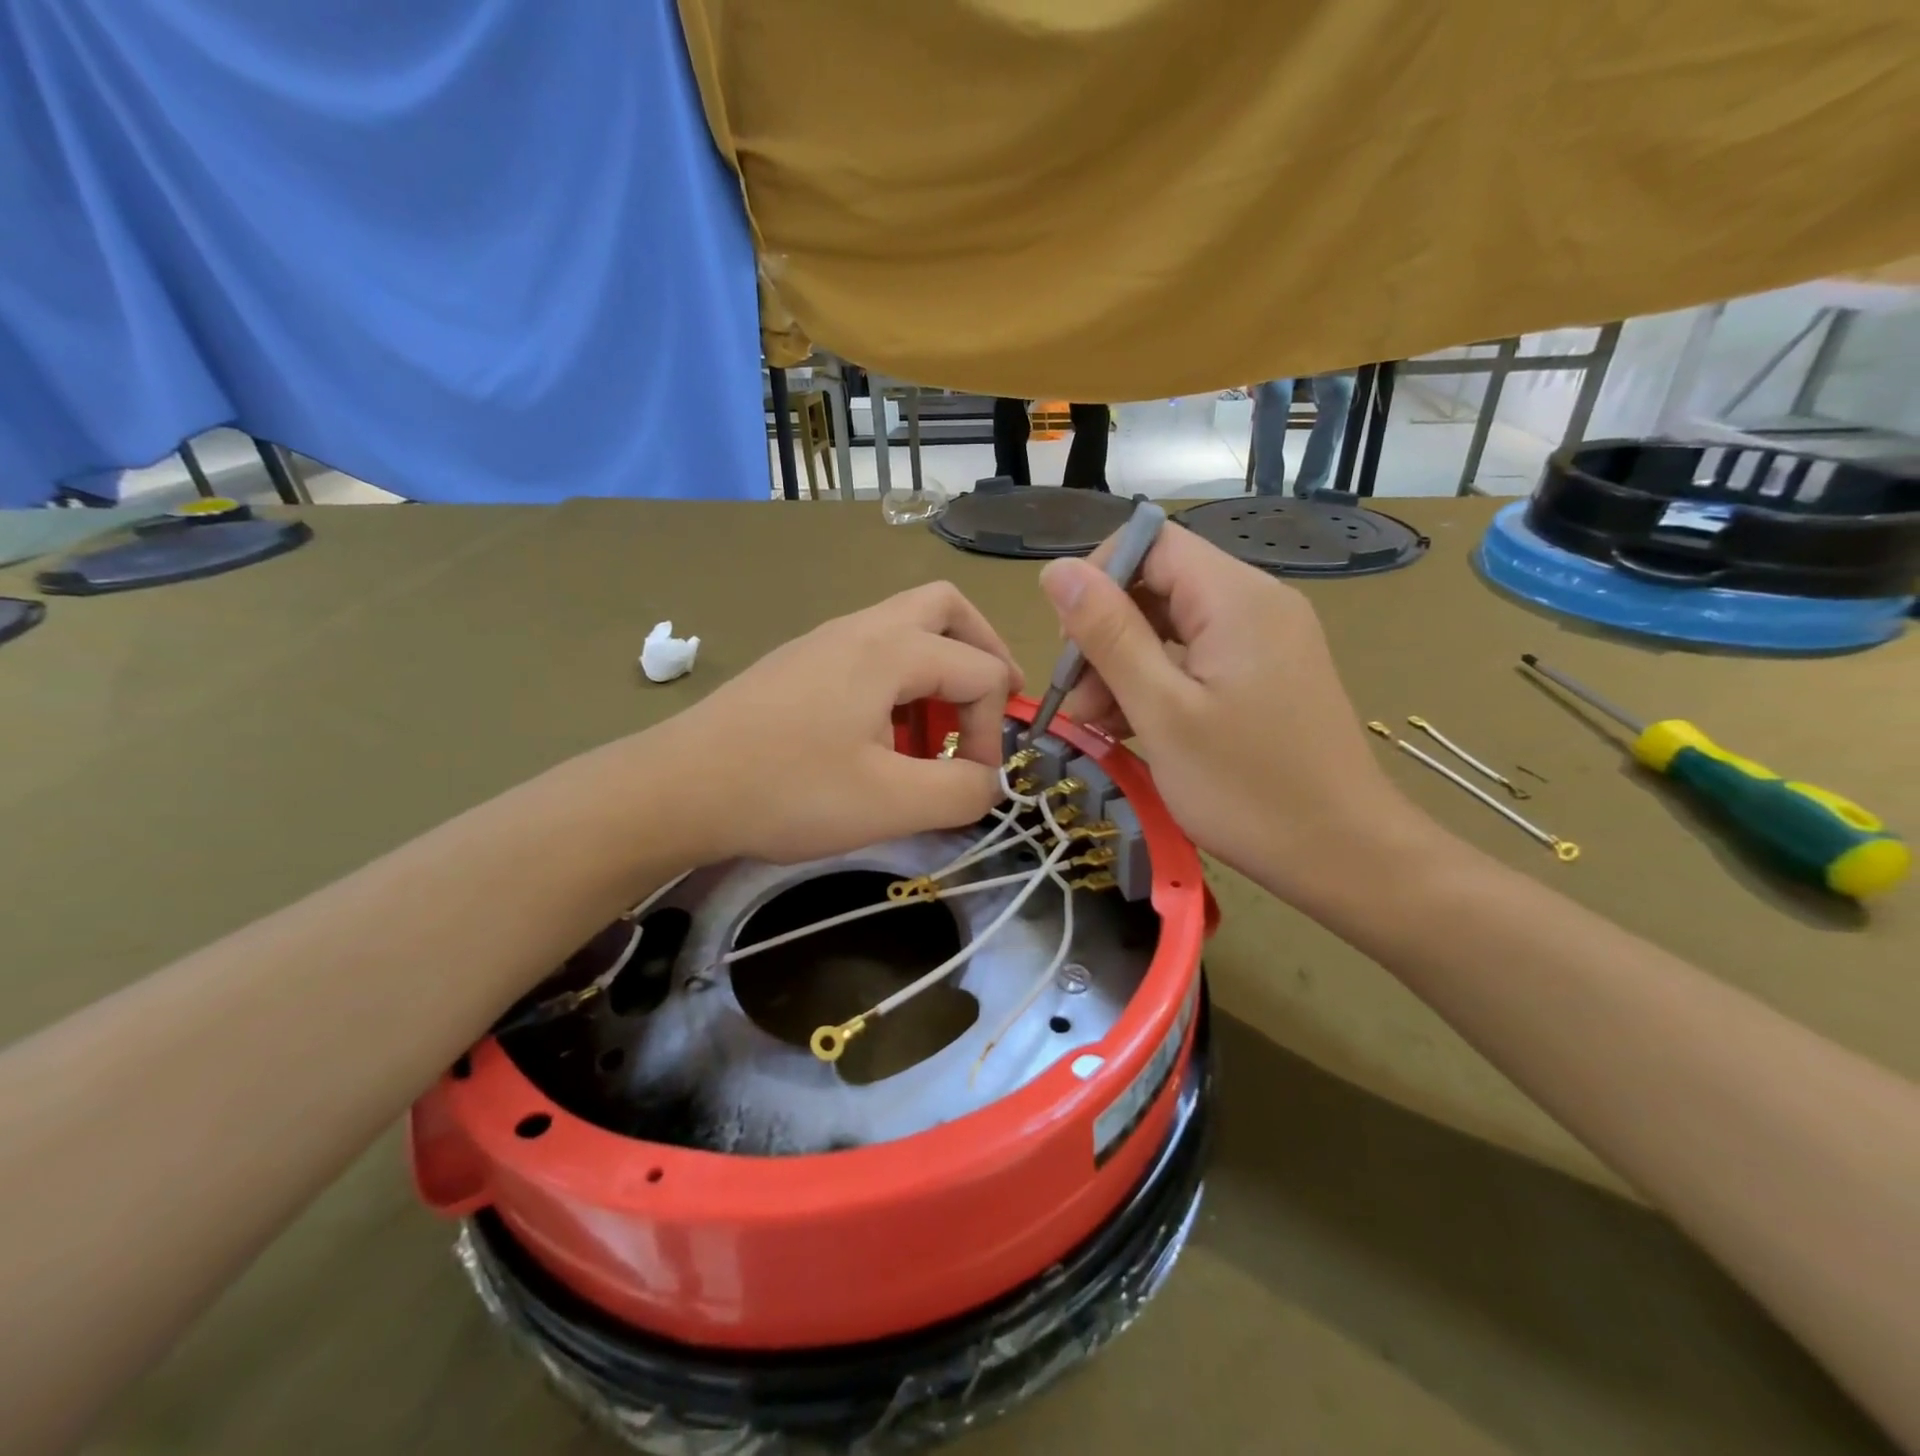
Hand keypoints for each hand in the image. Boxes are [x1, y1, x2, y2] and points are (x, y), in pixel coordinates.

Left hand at [658, 583, 1023, 865]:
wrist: (677, 788)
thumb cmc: (788, 791)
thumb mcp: (891, 804)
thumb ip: (962, 792)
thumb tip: (991, 782)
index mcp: (891, 649)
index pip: (980, 671)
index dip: (993, 728)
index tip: (976, 782)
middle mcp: (861, 628)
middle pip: (946, 609)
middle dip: (983, 653)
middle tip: (989, 706)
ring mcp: (824, 642)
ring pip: (905, 628)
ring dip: (938, 671)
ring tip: (932, 736)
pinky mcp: (799, 665)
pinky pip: (869, 653)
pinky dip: (898, 683)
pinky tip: (881, 738)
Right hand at [1038, 525, 1435, 904]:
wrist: (1343, 855)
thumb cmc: (1246, 788)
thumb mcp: (1162, 711)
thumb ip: (1108, 635)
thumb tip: (1057, 570)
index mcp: (1236, 597)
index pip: (1150, 543)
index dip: (1098, 580)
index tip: (1068, 644)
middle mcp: (1257, 603)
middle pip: (1159, 586)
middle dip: (1106, 635)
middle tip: (1076, 701)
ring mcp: (1266, 640)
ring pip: (1173, 627)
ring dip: (1125, 667)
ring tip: (1097, 725)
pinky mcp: (1267, 675)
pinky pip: (1197, 659)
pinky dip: (1158, 685)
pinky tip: (1132, 729)